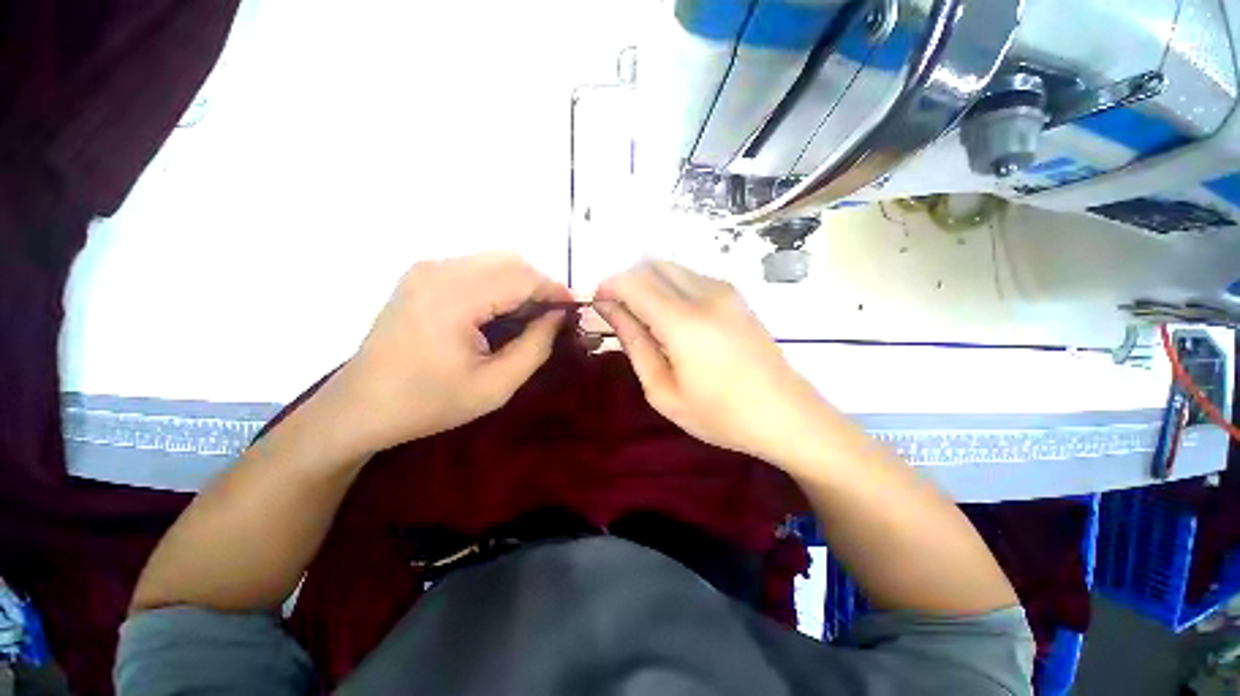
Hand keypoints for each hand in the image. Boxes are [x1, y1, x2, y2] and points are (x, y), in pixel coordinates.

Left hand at [332, 253, 572, 453]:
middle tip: (552, 318)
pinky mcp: (421, 276)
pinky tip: (499, 312)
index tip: (574, 310)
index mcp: (455, 299)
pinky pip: (475, 268)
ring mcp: (426, 269)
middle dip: (540, 285)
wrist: (360, 407)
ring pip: (494, 261)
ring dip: (520, 284)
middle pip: (511, 261)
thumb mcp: (495, 386)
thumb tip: (558, 317)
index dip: (556, 291)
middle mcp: (439, 271)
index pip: (523, 278)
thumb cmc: (429, 403)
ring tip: (528, 318)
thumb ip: (535, 347)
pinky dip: (498, 284)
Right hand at [594, 260, 826, 461]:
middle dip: (627, 281)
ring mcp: (725, 290)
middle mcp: (705, 293)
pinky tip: (672, 318)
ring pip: (671, 267)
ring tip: (644, 317)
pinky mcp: (736, 295)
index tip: (598, 304)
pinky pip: (690, 277)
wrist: (786, 414)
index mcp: (683, 321)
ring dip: (648, 283)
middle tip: (618, 313)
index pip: (633, 281)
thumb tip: (609, 309)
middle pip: (651, 265)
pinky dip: (670, 286)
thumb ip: (634, 343)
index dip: (609, 287)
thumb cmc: (720, 414)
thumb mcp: (664, 391)